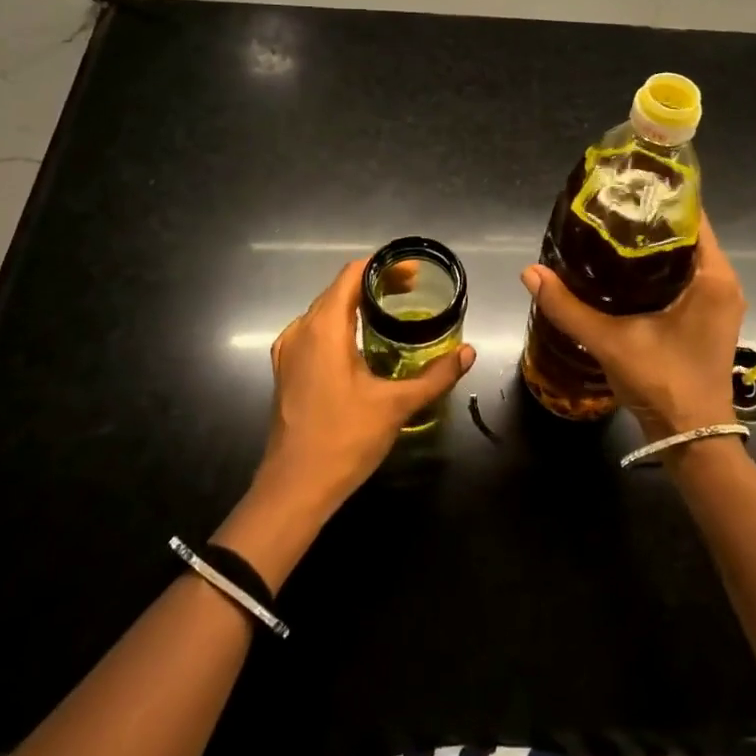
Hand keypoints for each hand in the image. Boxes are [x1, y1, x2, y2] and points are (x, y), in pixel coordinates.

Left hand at [257, 258, 475, 510]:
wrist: (294, 489)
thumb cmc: (344, 439)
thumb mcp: (397, 405)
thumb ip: (435, 375)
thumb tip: (468, 352)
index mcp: (324, 327)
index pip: (352, 274)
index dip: (384, 266)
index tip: (414, 273)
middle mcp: (301, 330)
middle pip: (339, 290)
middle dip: (376, 285)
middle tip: (413, 292)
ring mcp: (289, 351)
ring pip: (326, 311)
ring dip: (358, 306)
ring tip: (393, 313)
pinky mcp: (286, 370)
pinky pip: (315, 332)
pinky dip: (342, 326)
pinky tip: (364, 344)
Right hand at [518, 212, 745, 439]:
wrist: (693, 439)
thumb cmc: (664, 382)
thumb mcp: (611, 341)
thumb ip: (568, 307)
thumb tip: (530, 272)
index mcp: (713, 277)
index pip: (692, 217)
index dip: (661, 198)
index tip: (627, 186)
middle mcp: (723, 283)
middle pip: (687, 235)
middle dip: (650, 221)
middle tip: (608, 208)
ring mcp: (718, 302)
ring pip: (686, 258)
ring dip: (654, 246)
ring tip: (611, 232)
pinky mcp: (708, 319)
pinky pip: (686, 278)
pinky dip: (659, 269)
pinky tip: (625, 270)